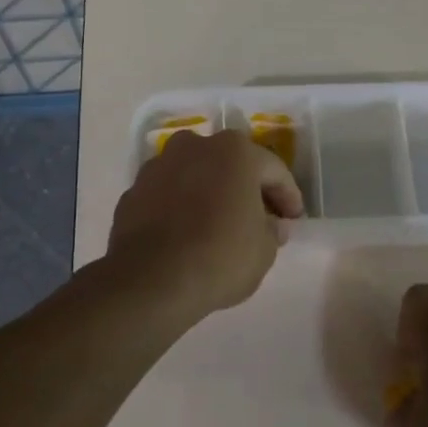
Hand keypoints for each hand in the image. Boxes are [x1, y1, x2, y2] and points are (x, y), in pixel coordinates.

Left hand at [104, 129, 304, 322]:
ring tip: (219, 224)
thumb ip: (272, 230)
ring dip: (210, 193)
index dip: (288, 196)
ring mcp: (159, 166)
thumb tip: (271, 224)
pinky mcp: (134, 191)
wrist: (151, 280)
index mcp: (235, 151)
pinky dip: (180, 207)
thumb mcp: (264, 250)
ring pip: (195, 175)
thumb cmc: (221, 256)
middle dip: (246, 188)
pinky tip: (187, 234)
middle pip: (231, 164)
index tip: (293, 220)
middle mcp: (195, 146)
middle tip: (259, 218)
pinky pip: (168, 194)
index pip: (273, 170)